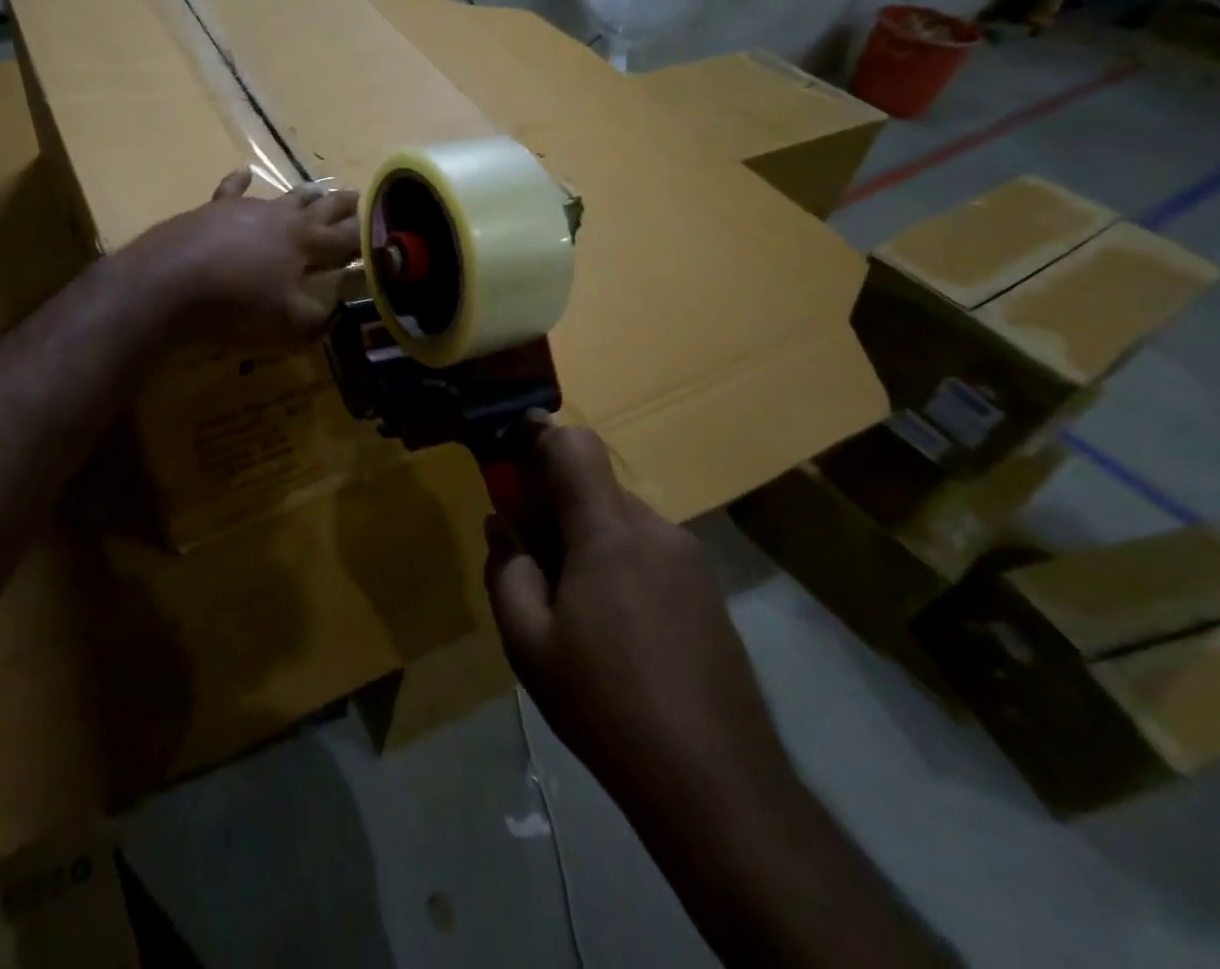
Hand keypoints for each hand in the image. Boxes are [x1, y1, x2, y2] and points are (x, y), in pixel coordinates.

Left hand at [132, 169, 360, 350]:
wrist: (166, 284)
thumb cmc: (234, 306)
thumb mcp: (287, 324)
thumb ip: (319, 319)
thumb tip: (339, 312)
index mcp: (304, 243)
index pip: (344, 240)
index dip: (363, 240)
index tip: (380, 236)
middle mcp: (279, 219)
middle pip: (319, 210)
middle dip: (341, 206)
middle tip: (359, 196)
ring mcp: (243, 210)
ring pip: (282, 198)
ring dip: (303, 195)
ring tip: (317, 189)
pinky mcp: (210, 212)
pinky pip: (230, 191)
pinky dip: (239, 182)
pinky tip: (244, 172)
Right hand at [485, 422, 790, 810]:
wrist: (717, 785)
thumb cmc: (606, 705)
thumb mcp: (528, 644)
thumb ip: (506, 570)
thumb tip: (502, 524)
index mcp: (608, 532)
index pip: (574, 445)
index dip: (538, 435)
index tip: (509, 453)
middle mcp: (654, 529)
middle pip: (594, 484)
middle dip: (555, 501)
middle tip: (531, 552)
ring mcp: (689, 559)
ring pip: (621, 519)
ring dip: (588, 536)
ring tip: (573, 603)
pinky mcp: (708, 591)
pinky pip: (649, 550)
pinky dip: (619, 561)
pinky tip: (614, 627)